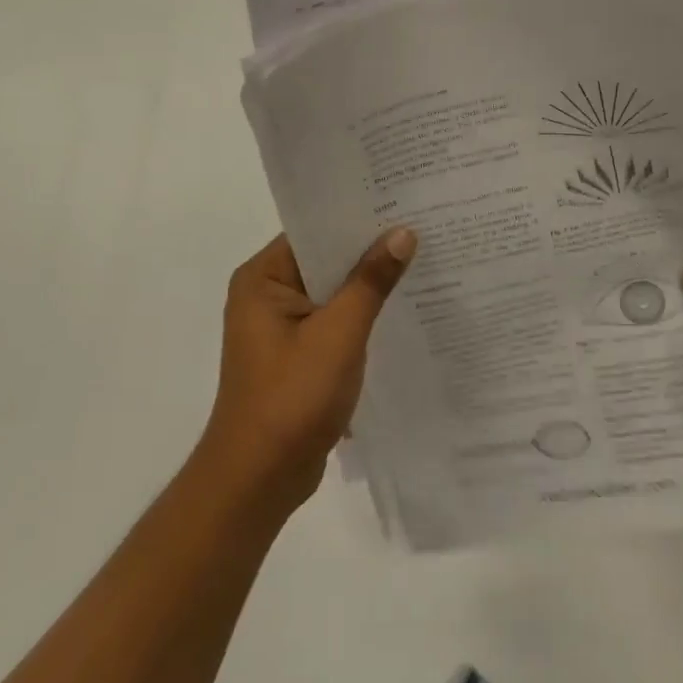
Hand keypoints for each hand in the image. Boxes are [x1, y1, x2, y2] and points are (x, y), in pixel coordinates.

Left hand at [200, 228, 416, 515]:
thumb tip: (403, 233)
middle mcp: (267, 295)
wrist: (259, 480)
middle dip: (370, 250)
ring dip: (369, 285)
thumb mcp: (338, 333)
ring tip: (423, 260)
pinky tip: (404, 308)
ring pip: (334, 292)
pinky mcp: (298, 355)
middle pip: (325, 260)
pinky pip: (335, 321)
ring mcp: (282, 328)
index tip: (402, 202)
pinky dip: (363, 316)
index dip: (356, 216)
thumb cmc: (292, 398)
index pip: (314, 230)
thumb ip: (371, 281)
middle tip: (423, 226)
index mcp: (262, 279)